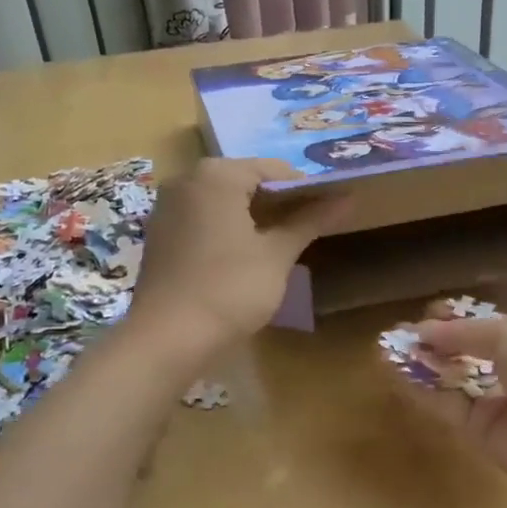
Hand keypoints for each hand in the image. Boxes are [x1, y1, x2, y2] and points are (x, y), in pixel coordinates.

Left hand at [131, 158, 348, 355]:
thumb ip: (309, 221)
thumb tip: (346, 197)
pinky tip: (248, 253)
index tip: (330, 207)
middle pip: (245, 181)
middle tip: (312, 224)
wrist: (167, 338)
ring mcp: (168, 207)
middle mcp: (188, 180)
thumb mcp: (276, 255)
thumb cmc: (230, 289)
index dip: (306, 187)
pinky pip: (203, 218)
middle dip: (280, 201)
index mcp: (217, 175)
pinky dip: (228, 227)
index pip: (273, 169)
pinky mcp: (160, 234)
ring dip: (254, 215)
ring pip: (223, 200)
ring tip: (285, 239)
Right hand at [388, 304, 506, 501]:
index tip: (427, 311)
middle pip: (465, 355)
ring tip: (386, 350)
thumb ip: (464, 333)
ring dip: (422, 366)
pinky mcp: (482, 435)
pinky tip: (395, 373)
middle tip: (398, 334)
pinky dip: (422, 391)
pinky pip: (447, 408)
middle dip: (434, 343)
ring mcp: (497, 405)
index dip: (457, 319)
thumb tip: (423, 329)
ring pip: (451, 382)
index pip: (487, 327)